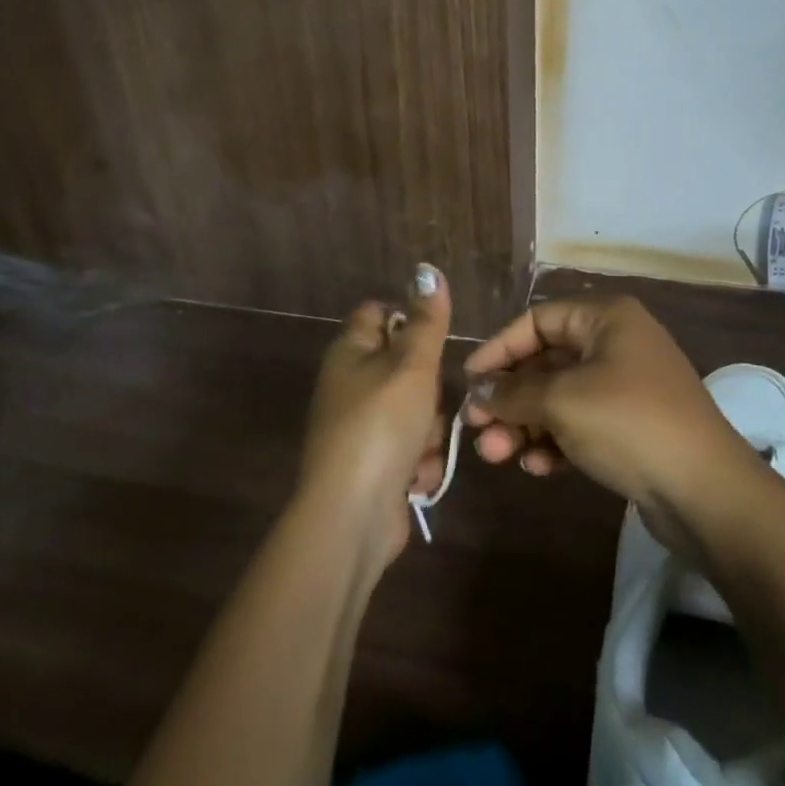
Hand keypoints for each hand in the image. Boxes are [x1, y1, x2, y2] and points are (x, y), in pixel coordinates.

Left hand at [298, 264, 451, 568]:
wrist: (351, 515)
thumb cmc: (381, 425)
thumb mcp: (412, 364)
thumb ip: (426, 320)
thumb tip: (427, 269)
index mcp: (350, 351)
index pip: (380, 313)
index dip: (410, 320)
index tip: (434, 342)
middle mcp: (351, 384)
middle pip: (407, 366)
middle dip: (430, 389)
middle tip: (431, 402)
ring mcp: (361, 427)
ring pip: (416, 410)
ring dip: (429, 430)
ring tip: (422, 447)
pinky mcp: (374, 464)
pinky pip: (411, 448)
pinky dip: (418, 462)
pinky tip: (415, 477)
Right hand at [461, 295, 748, 518]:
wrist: (704, 490)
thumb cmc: (628, 423)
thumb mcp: (562, 401)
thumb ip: (513, 393)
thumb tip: (479, 392)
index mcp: (606, 317)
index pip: (537, 320)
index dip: (499, 349)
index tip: (468, 381)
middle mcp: (616, 342)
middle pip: (546, 361)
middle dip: (509, 397)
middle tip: (477, 430)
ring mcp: (626, 385)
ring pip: (560, 397)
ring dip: (526, 424)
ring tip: (497, 456)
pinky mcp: (631, 425)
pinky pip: (580, 423)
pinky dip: (555, 441)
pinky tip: (536, 468)